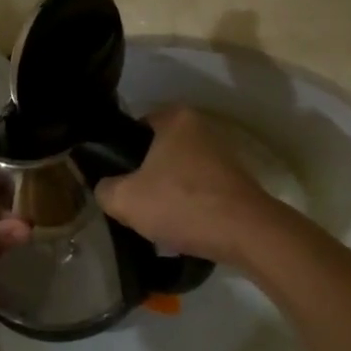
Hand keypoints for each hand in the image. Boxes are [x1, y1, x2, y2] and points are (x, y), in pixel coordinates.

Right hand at [94, 107, 286, 266]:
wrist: (246, 233)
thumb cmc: (182, 203)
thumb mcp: (125, 199)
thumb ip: (104, 189)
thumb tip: (106, 188)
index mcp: (175, 117)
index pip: (133, 129)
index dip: (118, 155)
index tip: (112, 180)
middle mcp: (200, 127)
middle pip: (156, 152)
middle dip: (143, 176)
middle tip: (130, 202)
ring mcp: (221, 153)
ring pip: (177, 172)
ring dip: (166, 193)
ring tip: (154, 220)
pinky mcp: (234, 180)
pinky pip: (198, 189)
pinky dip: (188, 205)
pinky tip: (180, 228)